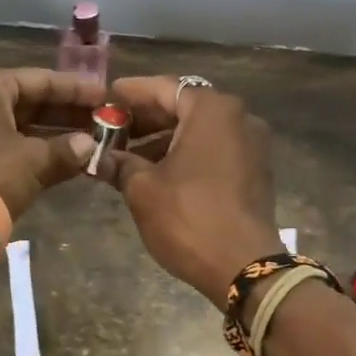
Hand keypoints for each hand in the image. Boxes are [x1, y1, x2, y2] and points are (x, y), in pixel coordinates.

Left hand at [0, 67, 104, 224]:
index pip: (43, 79)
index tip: (109, 97)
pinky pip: (14, 149)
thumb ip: (66, 150)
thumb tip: (90, 145)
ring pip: (25, 128)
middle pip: (34, 102)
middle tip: (107, 123)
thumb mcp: (32, 161)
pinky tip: (69, 165)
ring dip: (57, 137)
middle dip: (70, 114)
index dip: (78, 89)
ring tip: (95, 145)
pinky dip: (39, 155)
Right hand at [91, 77, 283, 306]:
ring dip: (164, 139)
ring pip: (199, 130)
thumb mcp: (142, 188)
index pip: (164, 88)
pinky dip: (186, 153)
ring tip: (127, 156)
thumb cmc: (188, 217)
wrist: (244, 267)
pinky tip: (157, 172)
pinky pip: (215, 149)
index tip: (105, 98)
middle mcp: (238, 117)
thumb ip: (119, 162)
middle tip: (112, 128)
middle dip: (147, 118)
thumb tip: (99, 156)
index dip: (131, 93)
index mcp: (212, 110)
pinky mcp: (255, 170)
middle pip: (184, 106)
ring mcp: (252, 144)